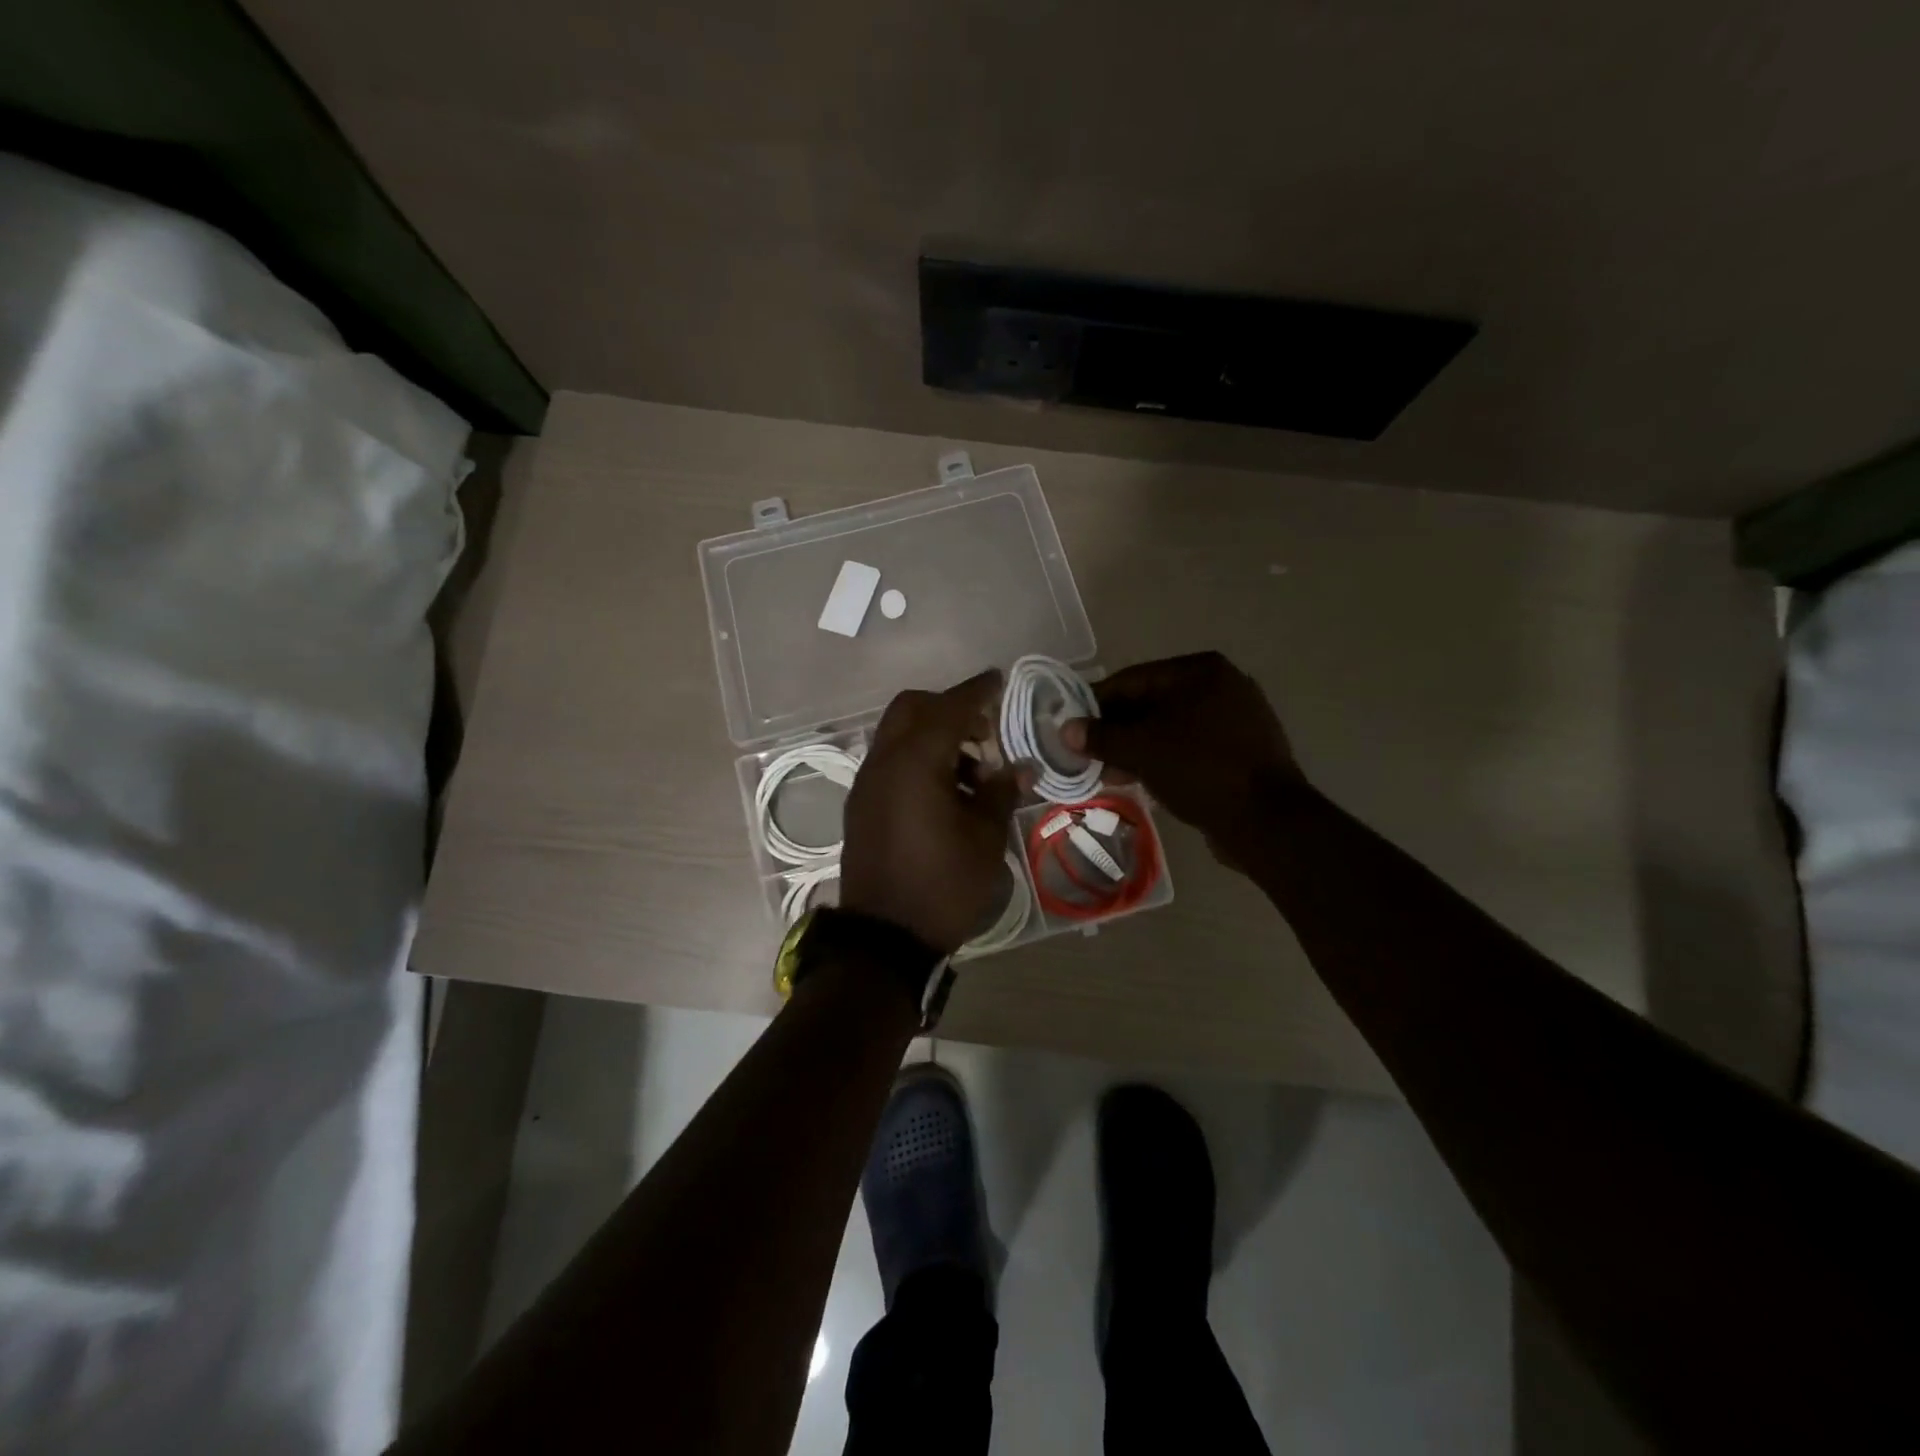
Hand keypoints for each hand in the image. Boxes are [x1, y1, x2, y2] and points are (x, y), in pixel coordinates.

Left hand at [842, 670, 1026, 954]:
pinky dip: (916, 758)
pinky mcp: (861, 805)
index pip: (948, 708)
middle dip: (948, 708)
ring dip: (932, 735)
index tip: (998, 679)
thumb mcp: (985, 838)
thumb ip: (1001, 792)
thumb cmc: (943, 885)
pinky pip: (889, 761)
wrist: (885, 937)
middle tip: (983, 730)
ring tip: (971, 771)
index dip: (976, 690)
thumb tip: (1017, 767)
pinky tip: (944, 792)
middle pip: (911, 709)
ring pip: (897, 734)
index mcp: (915, 762)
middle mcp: (883, 762)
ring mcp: (866, 784)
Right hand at [1060, 652, 1304, 855]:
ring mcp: (1237, 718)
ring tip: (1110, 774)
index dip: (1096, 704)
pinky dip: (1164, 759)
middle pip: (1151, 703)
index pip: (1132, 680)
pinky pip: (1190, 747)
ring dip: (1137, 749)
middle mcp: (1222, 685)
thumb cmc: (1199, 769)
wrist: (1265, 819)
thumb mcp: (1141, 750)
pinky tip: (1144, 781)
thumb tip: (1066, 730)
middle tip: (1089, 755)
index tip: (1072, 727)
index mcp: (1200, 671)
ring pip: (1170, 728)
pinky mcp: (1242, 750)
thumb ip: (1101, 737)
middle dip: (1117, 731)